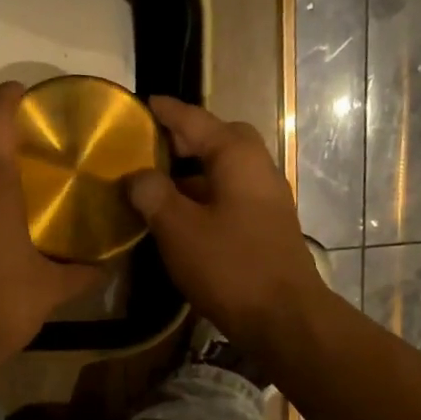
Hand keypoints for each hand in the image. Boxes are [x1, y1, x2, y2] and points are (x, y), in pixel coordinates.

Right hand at [126, 96, 329, 357]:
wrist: (283, 317)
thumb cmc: (229, 266)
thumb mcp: (179, 229)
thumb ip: (154, 195)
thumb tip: (137, 175)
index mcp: (237, 158)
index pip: (197, 121)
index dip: (168, 112)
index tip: (145, 102)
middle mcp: (258, 169)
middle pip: (221, 141)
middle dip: (188, 138)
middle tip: (154, 145)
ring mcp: (266, 200)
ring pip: (226, 171)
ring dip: (194, 171)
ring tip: (159, 181)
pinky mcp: (266, 227)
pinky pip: (230, 197)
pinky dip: (205, 196)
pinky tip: (182, 216)